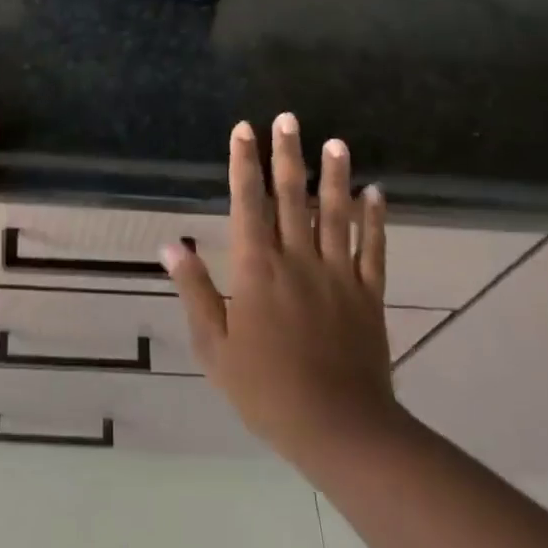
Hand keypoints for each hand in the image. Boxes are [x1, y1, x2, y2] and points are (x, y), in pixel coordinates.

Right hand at [163, 114, 396, 467]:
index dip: (245, 163)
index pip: (248, 202)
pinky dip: (375, 221)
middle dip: (287, 154)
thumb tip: (170, 245)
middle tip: (288, 117)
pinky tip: (377, 193)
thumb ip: (195, 291)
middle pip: (292, 196)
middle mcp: (297, 259)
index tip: (244, 129)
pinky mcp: (368, 295)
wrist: (339, 430)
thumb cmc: (267, 389)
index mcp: (257, 268)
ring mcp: (337, 274)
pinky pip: (372, 250)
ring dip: (335, 176)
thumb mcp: (214, 347)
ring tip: (335, 141)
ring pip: (336, 214)